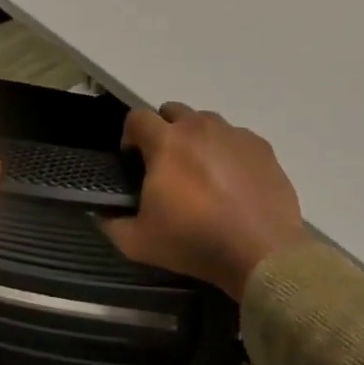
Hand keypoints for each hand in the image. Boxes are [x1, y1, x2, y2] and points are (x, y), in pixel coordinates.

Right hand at [102, 103, 307, 299]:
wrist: (261, 253)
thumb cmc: (194, 242)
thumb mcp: (138, 243)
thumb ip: (111, 224)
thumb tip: (101, 214)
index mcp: (166, 142)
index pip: (137, 118)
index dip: (130, 136)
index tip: (133, 161)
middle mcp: (200, 127)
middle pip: (173, 112)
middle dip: (164, 131)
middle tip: (166, 165)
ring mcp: (235, 134)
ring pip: (207, 122)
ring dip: (197, 139)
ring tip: (201, 172)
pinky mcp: (262, 148)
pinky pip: (237, 138)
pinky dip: (228, 152)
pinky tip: (232, 181)